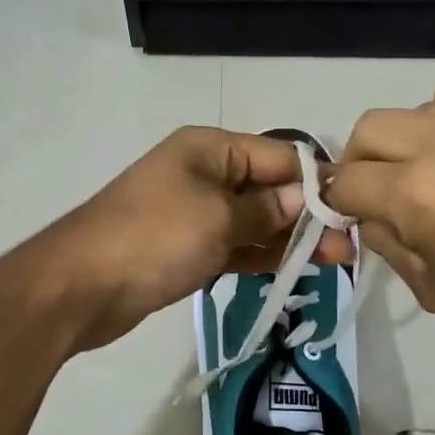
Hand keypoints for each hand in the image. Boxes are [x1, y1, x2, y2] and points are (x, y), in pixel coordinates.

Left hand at [34, 127, 352, 352]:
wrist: (80, 286)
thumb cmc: (154, 238)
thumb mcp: (218, 218)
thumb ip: (266, 210)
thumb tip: (307, 199)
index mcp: (210, 149)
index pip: (278, 155)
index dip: (316, 180)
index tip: (353, 207)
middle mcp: (203, 173)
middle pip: (268, 188)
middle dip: (307, 214)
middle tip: (349, 246)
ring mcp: (193, 212)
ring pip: (253, 221)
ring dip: (289, 239)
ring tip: (335, 261)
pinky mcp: (185, 248)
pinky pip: (233, 245)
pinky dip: (260, 255)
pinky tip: (293, 269)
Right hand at [325, 53, 434, 370]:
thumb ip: (387, 244)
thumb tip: (366, 212)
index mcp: (417, 196)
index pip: (345, 181)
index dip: (342, 199)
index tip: (356, 209)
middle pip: (370, 129)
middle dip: (367, 162)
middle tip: (393, 186)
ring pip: (423, 106)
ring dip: (422, 139)